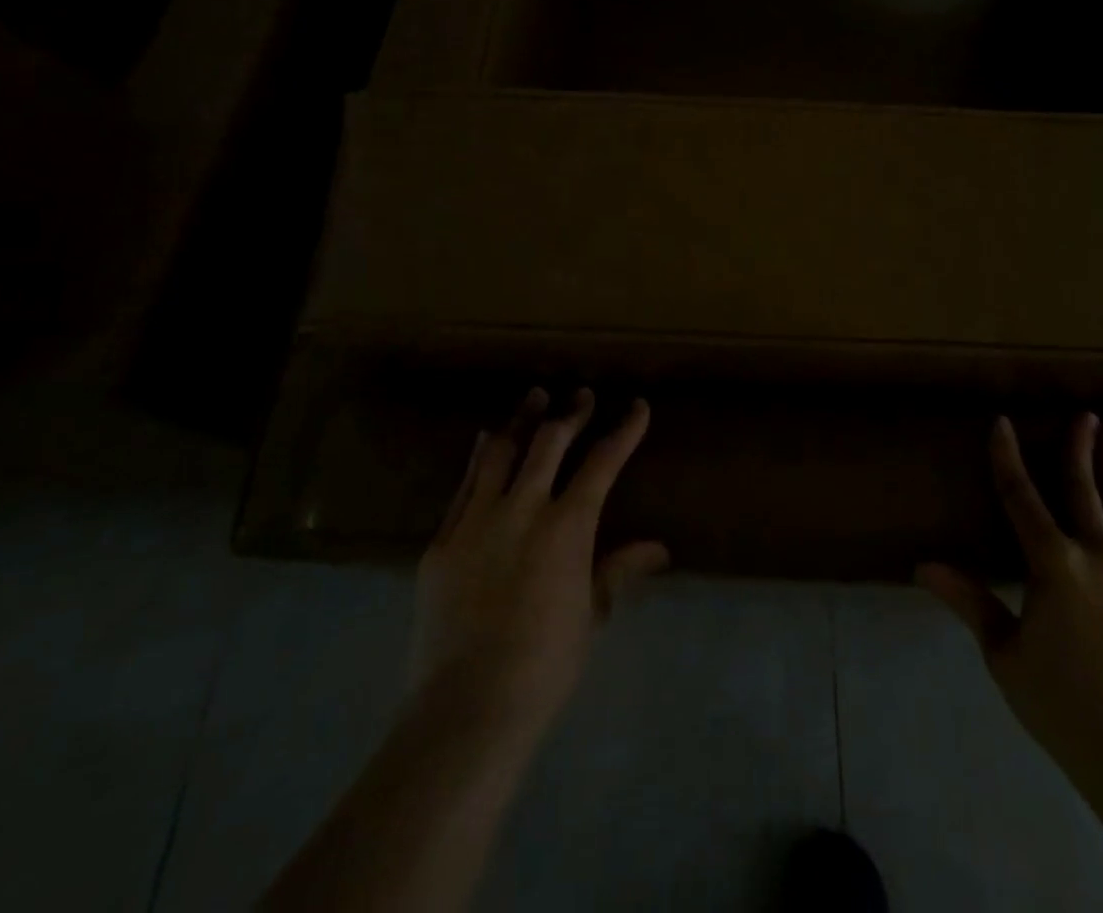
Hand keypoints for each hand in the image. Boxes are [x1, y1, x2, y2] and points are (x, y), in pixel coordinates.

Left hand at [413, 387, 668, 748]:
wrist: (466, 707)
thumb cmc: (545, 665)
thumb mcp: (591, 614)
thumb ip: (619, 570)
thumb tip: (659, 549)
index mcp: (567, 526)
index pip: (603, 463)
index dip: (624, 431)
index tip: (637, 407)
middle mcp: (523, 509)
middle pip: (550, 443)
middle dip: (570, 414)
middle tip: (581, 395)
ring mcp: (477, 521)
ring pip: (502, 453)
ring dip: (522, 421)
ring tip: (534, 397)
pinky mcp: (442, 541)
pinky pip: (464, 486)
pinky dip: (480, 458)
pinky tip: (486, 441)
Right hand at [919, 413, 1102, 788]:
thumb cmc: (1062, 703)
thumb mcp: (1005, 653)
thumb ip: (969, 602)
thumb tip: (922, 566)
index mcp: (1054, 564)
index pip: (1021, 497)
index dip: (1008, 458)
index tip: (1002, 423)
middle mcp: (1098, 555)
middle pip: (1083, 490)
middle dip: (1079, 449)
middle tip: (1085, 414)